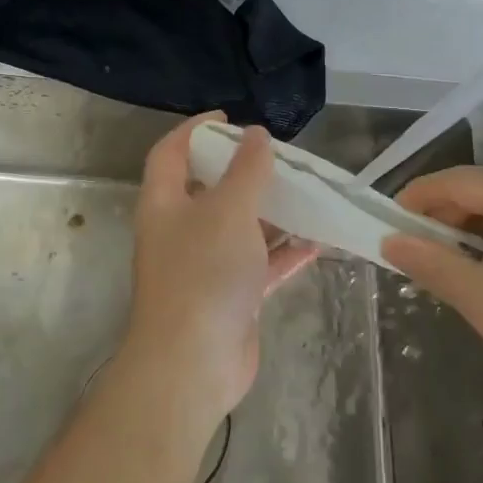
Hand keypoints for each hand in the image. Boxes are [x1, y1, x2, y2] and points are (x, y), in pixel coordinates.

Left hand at [119, 114, 317, 444]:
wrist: (192, 364)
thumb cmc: (203, 273)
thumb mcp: (228, 210)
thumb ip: (246, 170)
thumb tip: (257, 135)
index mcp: (165, 203)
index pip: (172, 152)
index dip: (195, 129)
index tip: (230, 119)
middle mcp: (180, 231)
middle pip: (210, 189)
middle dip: (243, 172)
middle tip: (279, 158)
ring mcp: (205, 266)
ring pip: (239, 228)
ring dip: (270, 213)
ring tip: (306, 193)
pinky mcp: (230, 297)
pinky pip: (259, 265)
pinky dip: (284, 253)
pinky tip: (318, 241)